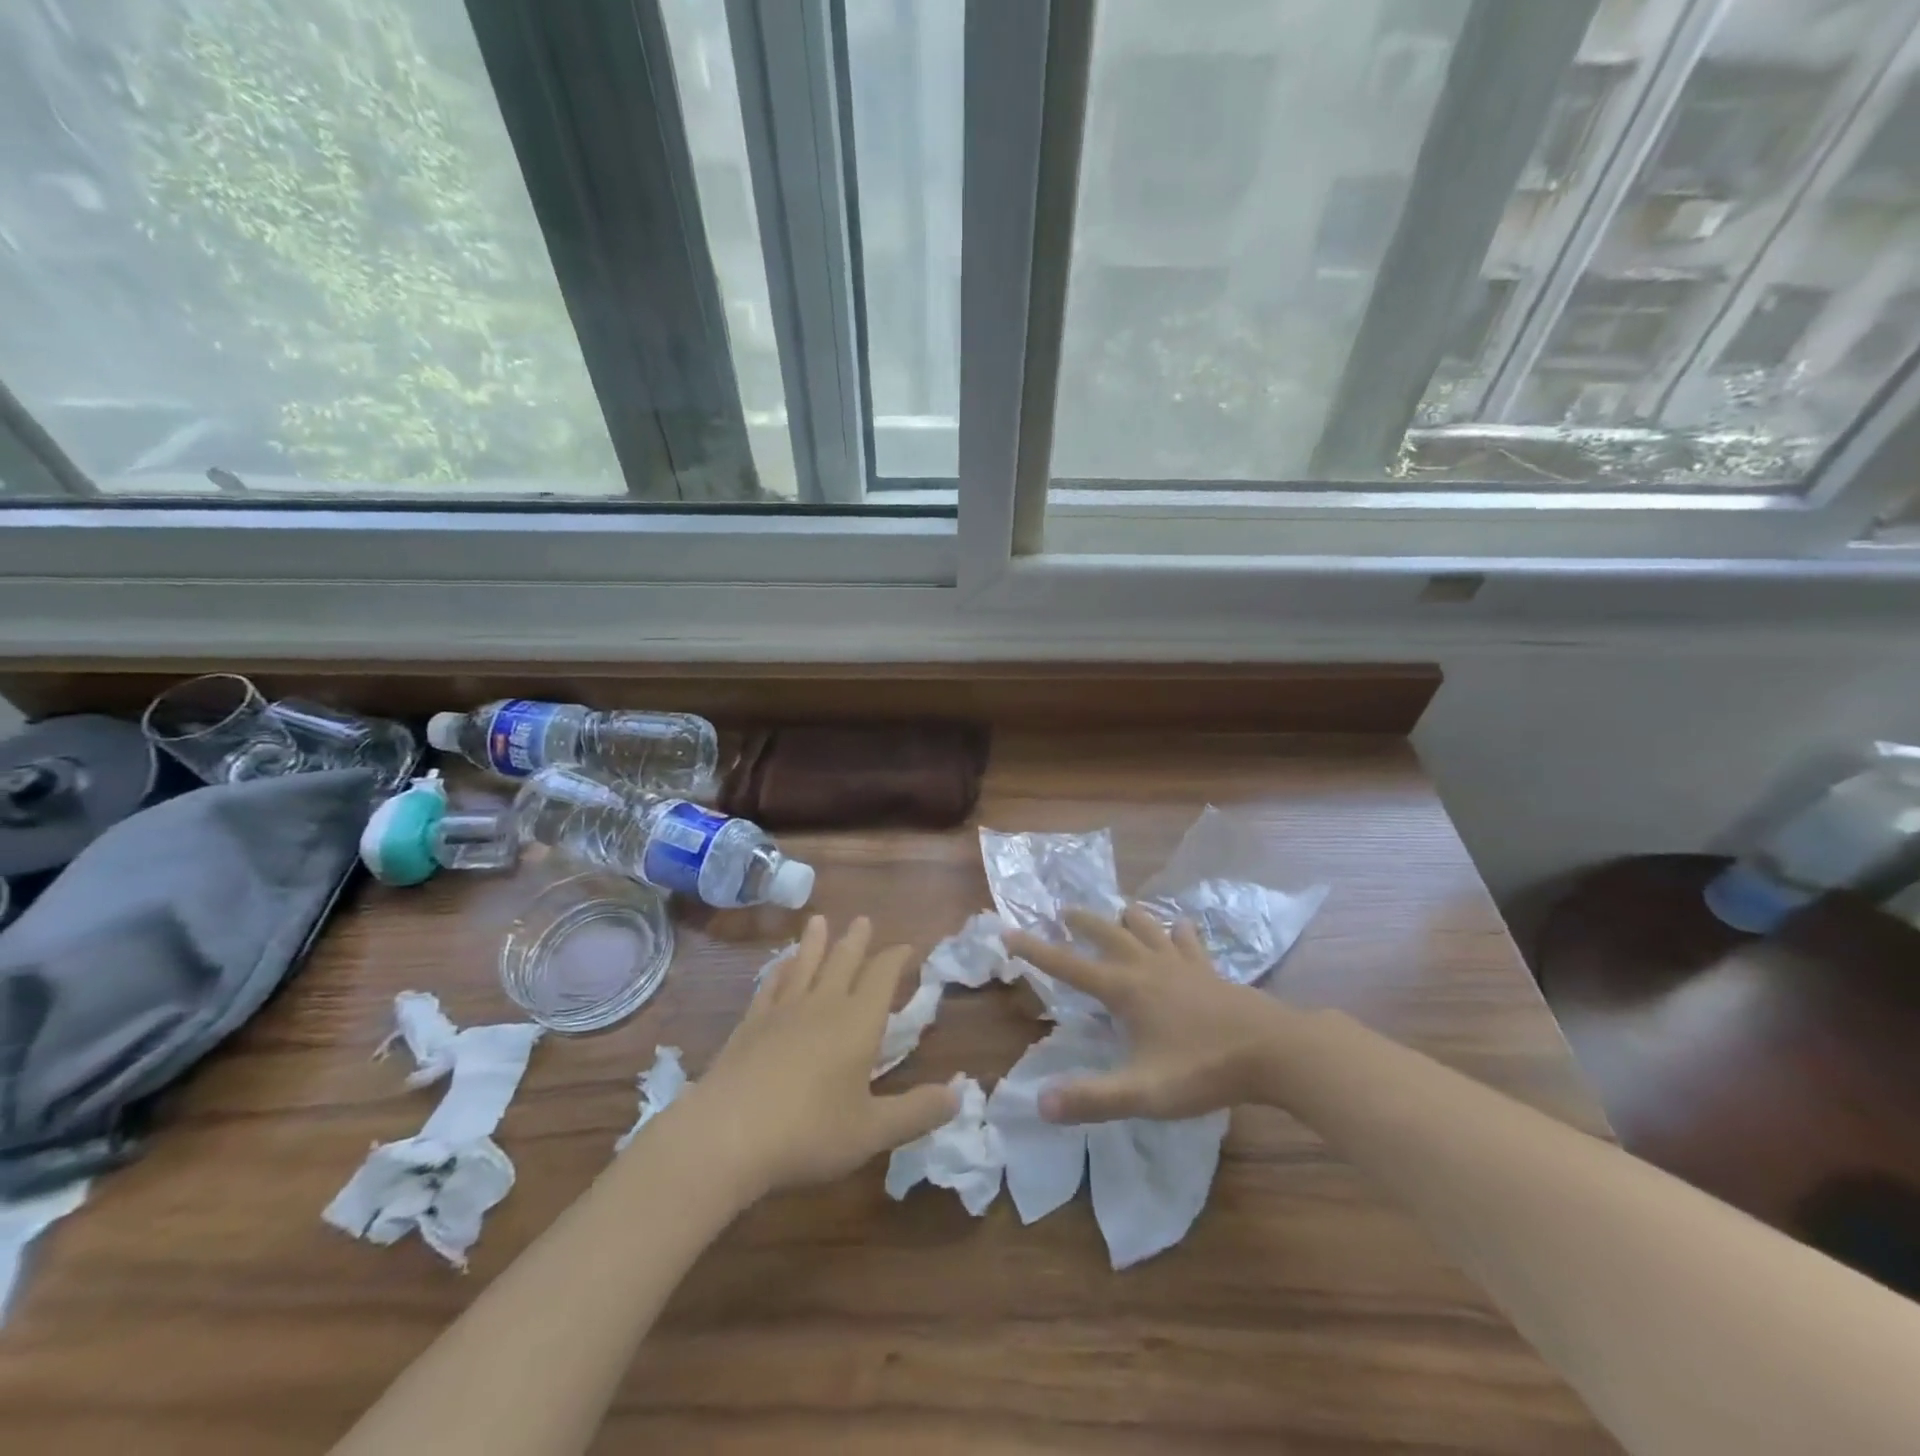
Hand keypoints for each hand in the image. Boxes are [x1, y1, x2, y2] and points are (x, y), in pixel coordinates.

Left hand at [681, 916, 957, 1197]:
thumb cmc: (809, 1132)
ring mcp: (782, 1012)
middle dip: (856, 940)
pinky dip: (778, 971)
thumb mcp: (872, 1131)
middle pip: (843, 961)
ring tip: (819, 921)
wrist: (728, 1135)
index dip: (895, 959)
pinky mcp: (750, 1025)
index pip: (881, 977)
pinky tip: (779, 965)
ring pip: (804, 965)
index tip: (906, 946)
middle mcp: (822, 1005)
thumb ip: (917, 1112)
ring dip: (815, 942)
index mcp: (857, 1023)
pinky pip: (770, 986)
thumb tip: (959, 1094)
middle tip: (863, 919)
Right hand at [1005, 905, 1294, 1123]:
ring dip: (1128, 918)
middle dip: (1081, 921)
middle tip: (1063, 910)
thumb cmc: (1203, 1069)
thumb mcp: (1143, 1092)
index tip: (1008, 932)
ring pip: (1147, 927)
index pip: (1068, 965)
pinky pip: (1188, 941)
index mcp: (1124, 989)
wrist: (1273, 1050)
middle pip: (1106, 933)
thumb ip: (1092, 1098)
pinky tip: (1180, 928)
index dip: (1035, 950)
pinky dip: (1177, 932)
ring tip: (1120, 910)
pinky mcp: (1210, 970)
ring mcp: (1182, 964)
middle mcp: (1147, 966)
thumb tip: (1040, 1103)